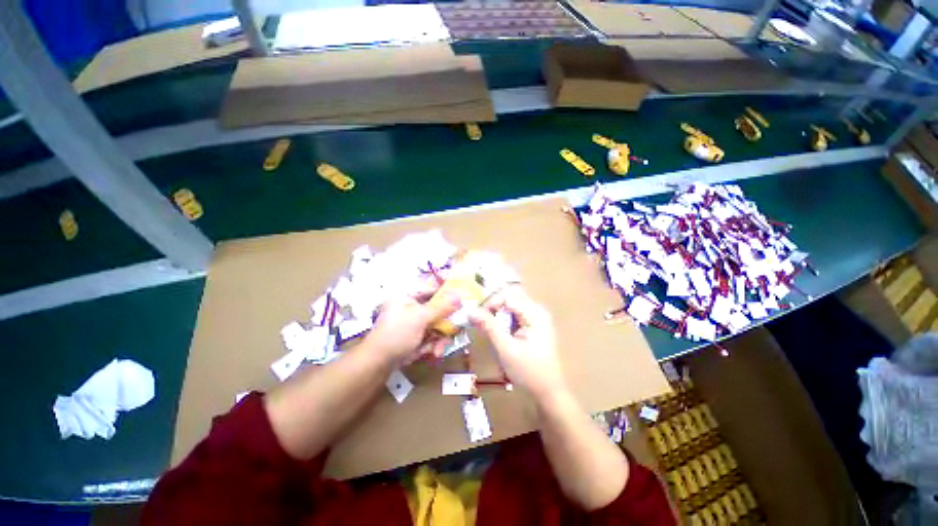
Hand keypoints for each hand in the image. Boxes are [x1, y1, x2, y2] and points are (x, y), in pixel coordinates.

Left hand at [364, 286, 459, 364]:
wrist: (377, 363)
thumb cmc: (396, 333)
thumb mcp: (420, 318)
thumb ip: (442, 306)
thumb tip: (460, 295)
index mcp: (409, 294)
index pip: (433, 285)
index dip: (449, 288)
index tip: (464, 293)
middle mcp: (413, 305)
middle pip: (439, 306)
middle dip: (447, 320)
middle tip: (458, 327)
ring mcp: (416, 321)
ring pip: (439, 322)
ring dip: (442, 336)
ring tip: (439, 348)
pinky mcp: (418, 334)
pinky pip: (434, 334)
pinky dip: (435, 344)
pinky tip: (434, 353)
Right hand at [469, 287, 565, 398]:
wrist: (548, 390)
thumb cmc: (529, 372)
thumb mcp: (506, 349)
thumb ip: (489, 327)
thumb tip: (471, 311)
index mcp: (535, 314)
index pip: (507, 296)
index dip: (490, 303)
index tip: (477, 316)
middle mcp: (538, 309)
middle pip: (510, 296)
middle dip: (493, 304)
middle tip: (479, 319)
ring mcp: (537, 315)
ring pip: (511, 303)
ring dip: (497, 310)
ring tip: (486, 324)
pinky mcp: (534, 322)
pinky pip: (515, 311)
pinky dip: (504, 316)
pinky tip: (498, 328)